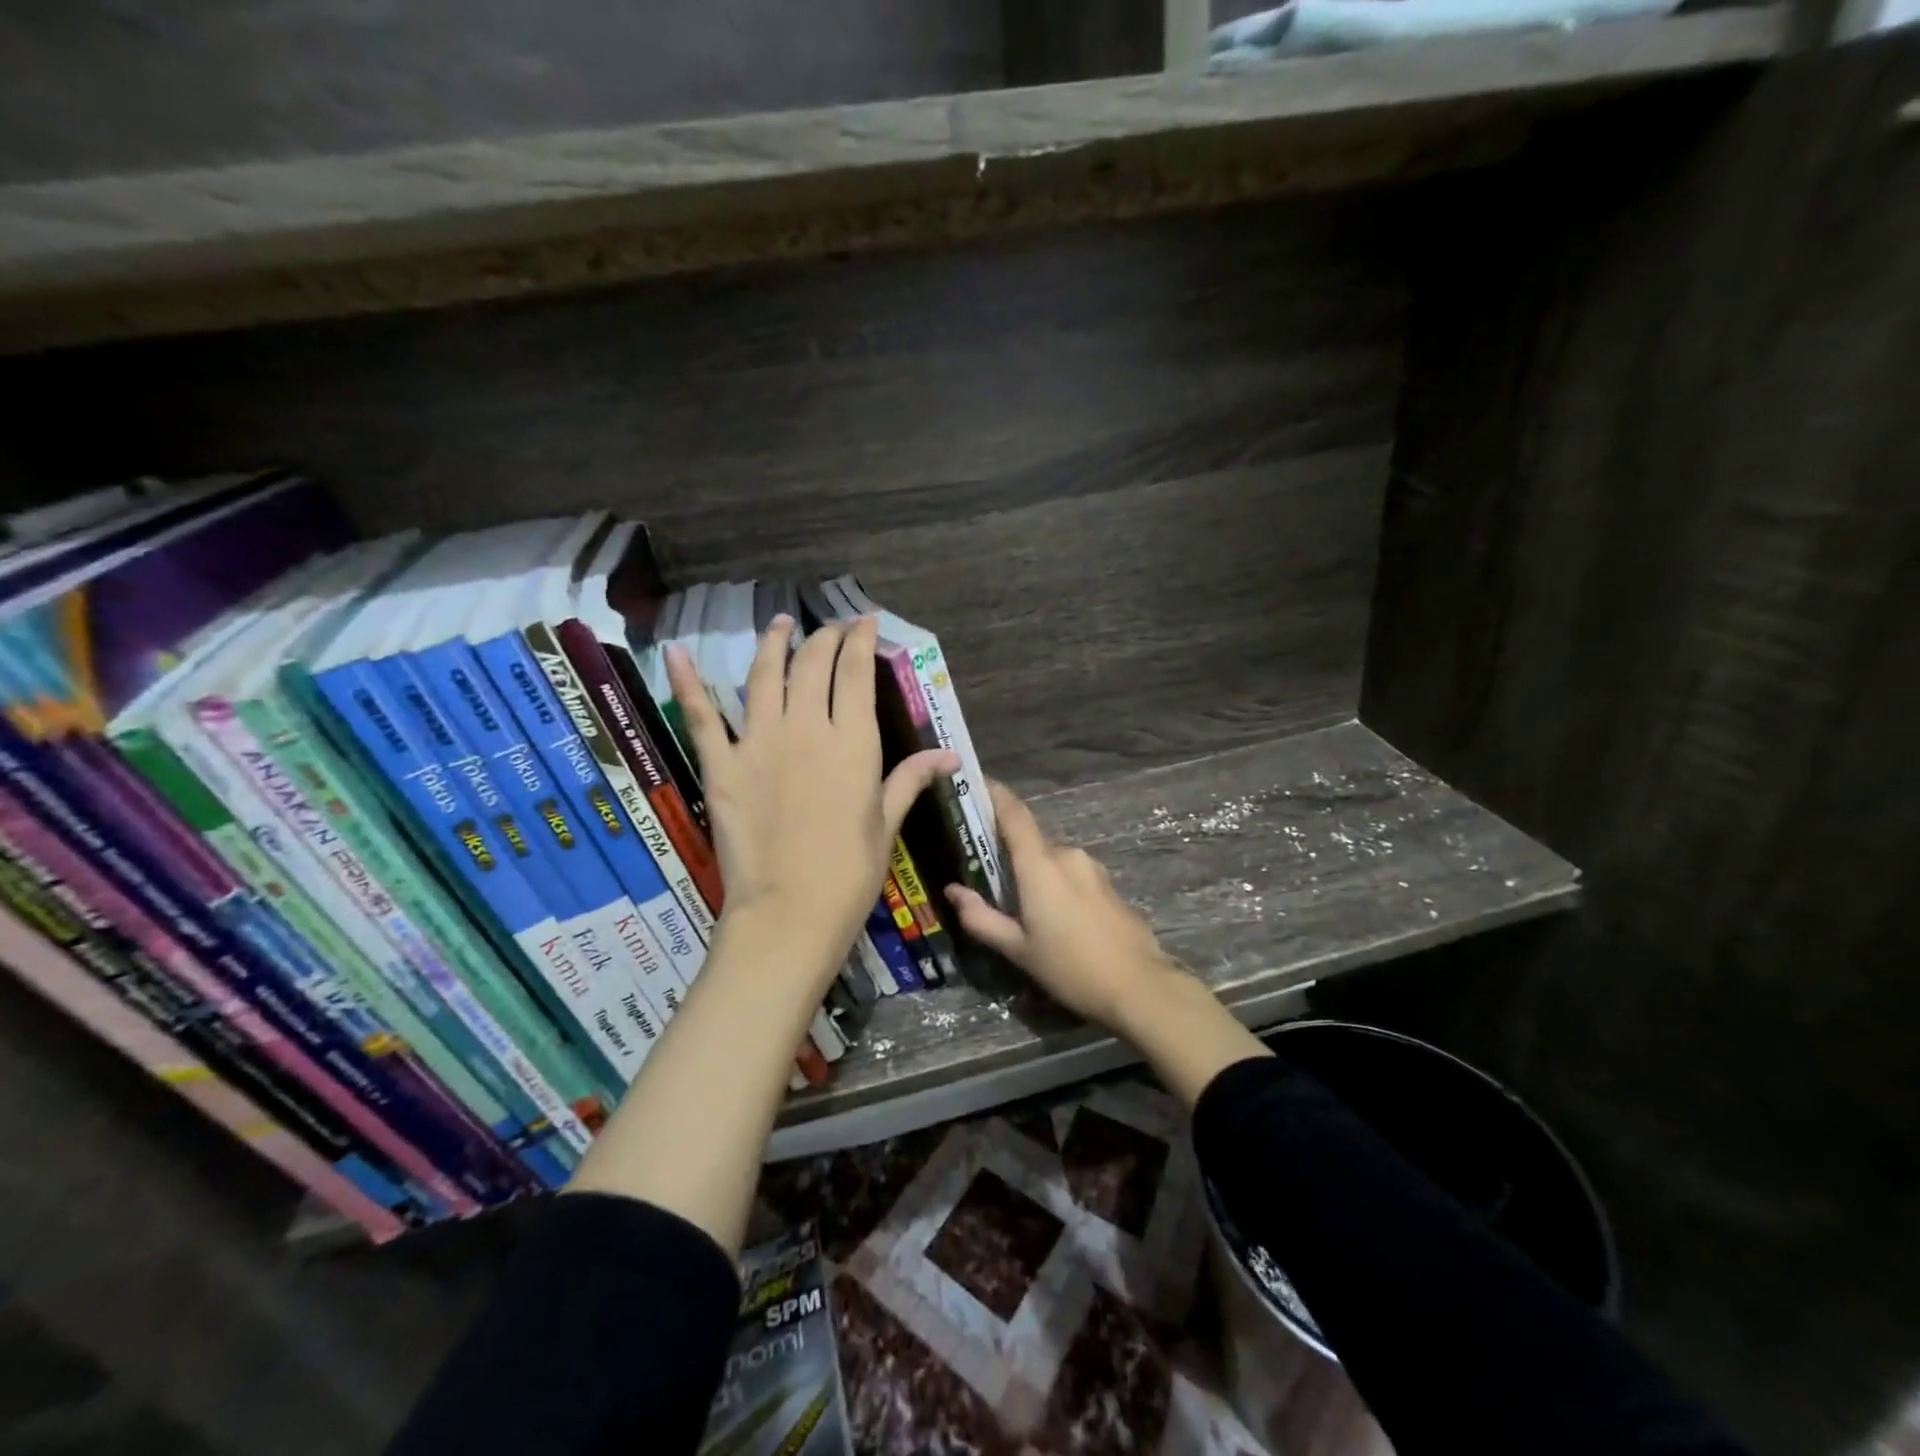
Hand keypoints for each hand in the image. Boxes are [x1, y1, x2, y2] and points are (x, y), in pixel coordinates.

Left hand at [666, 615, 955, 995]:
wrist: (789, 914)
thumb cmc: (850, 874)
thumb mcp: (886, 825)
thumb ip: (910, 780)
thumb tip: (949, 755)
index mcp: (852, 744)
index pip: (855, 673)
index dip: (859, 641)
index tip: (864, 622)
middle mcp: (805, 730)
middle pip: (812, 666)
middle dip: (824, 638)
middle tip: (830, 629)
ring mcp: (758, 744)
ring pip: (764, 676)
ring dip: (774, 644)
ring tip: (782, 623)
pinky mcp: (721, 766)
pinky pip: (701, 716)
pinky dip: (687, 682)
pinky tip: (679, 653)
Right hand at [945, 781, 1182, 1033]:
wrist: (1140, 987)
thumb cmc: (1070, 967)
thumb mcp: (1018, 950)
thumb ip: (981, 918)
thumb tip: (953, 892)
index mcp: (1040, 865)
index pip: (1014, 814)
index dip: (995, 794)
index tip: (975, 783)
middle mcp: (1067, 855)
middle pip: (1030, 843)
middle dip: (1010, 855)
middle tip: (989, 879)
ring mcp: (1092, 869)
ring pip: (1052, 862)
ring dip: (1035, 875)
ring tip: (1022, 908)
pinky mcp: (1108, 885)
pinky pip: (1072, 875)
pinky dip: (1056, 886)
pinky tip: (1055, 919)